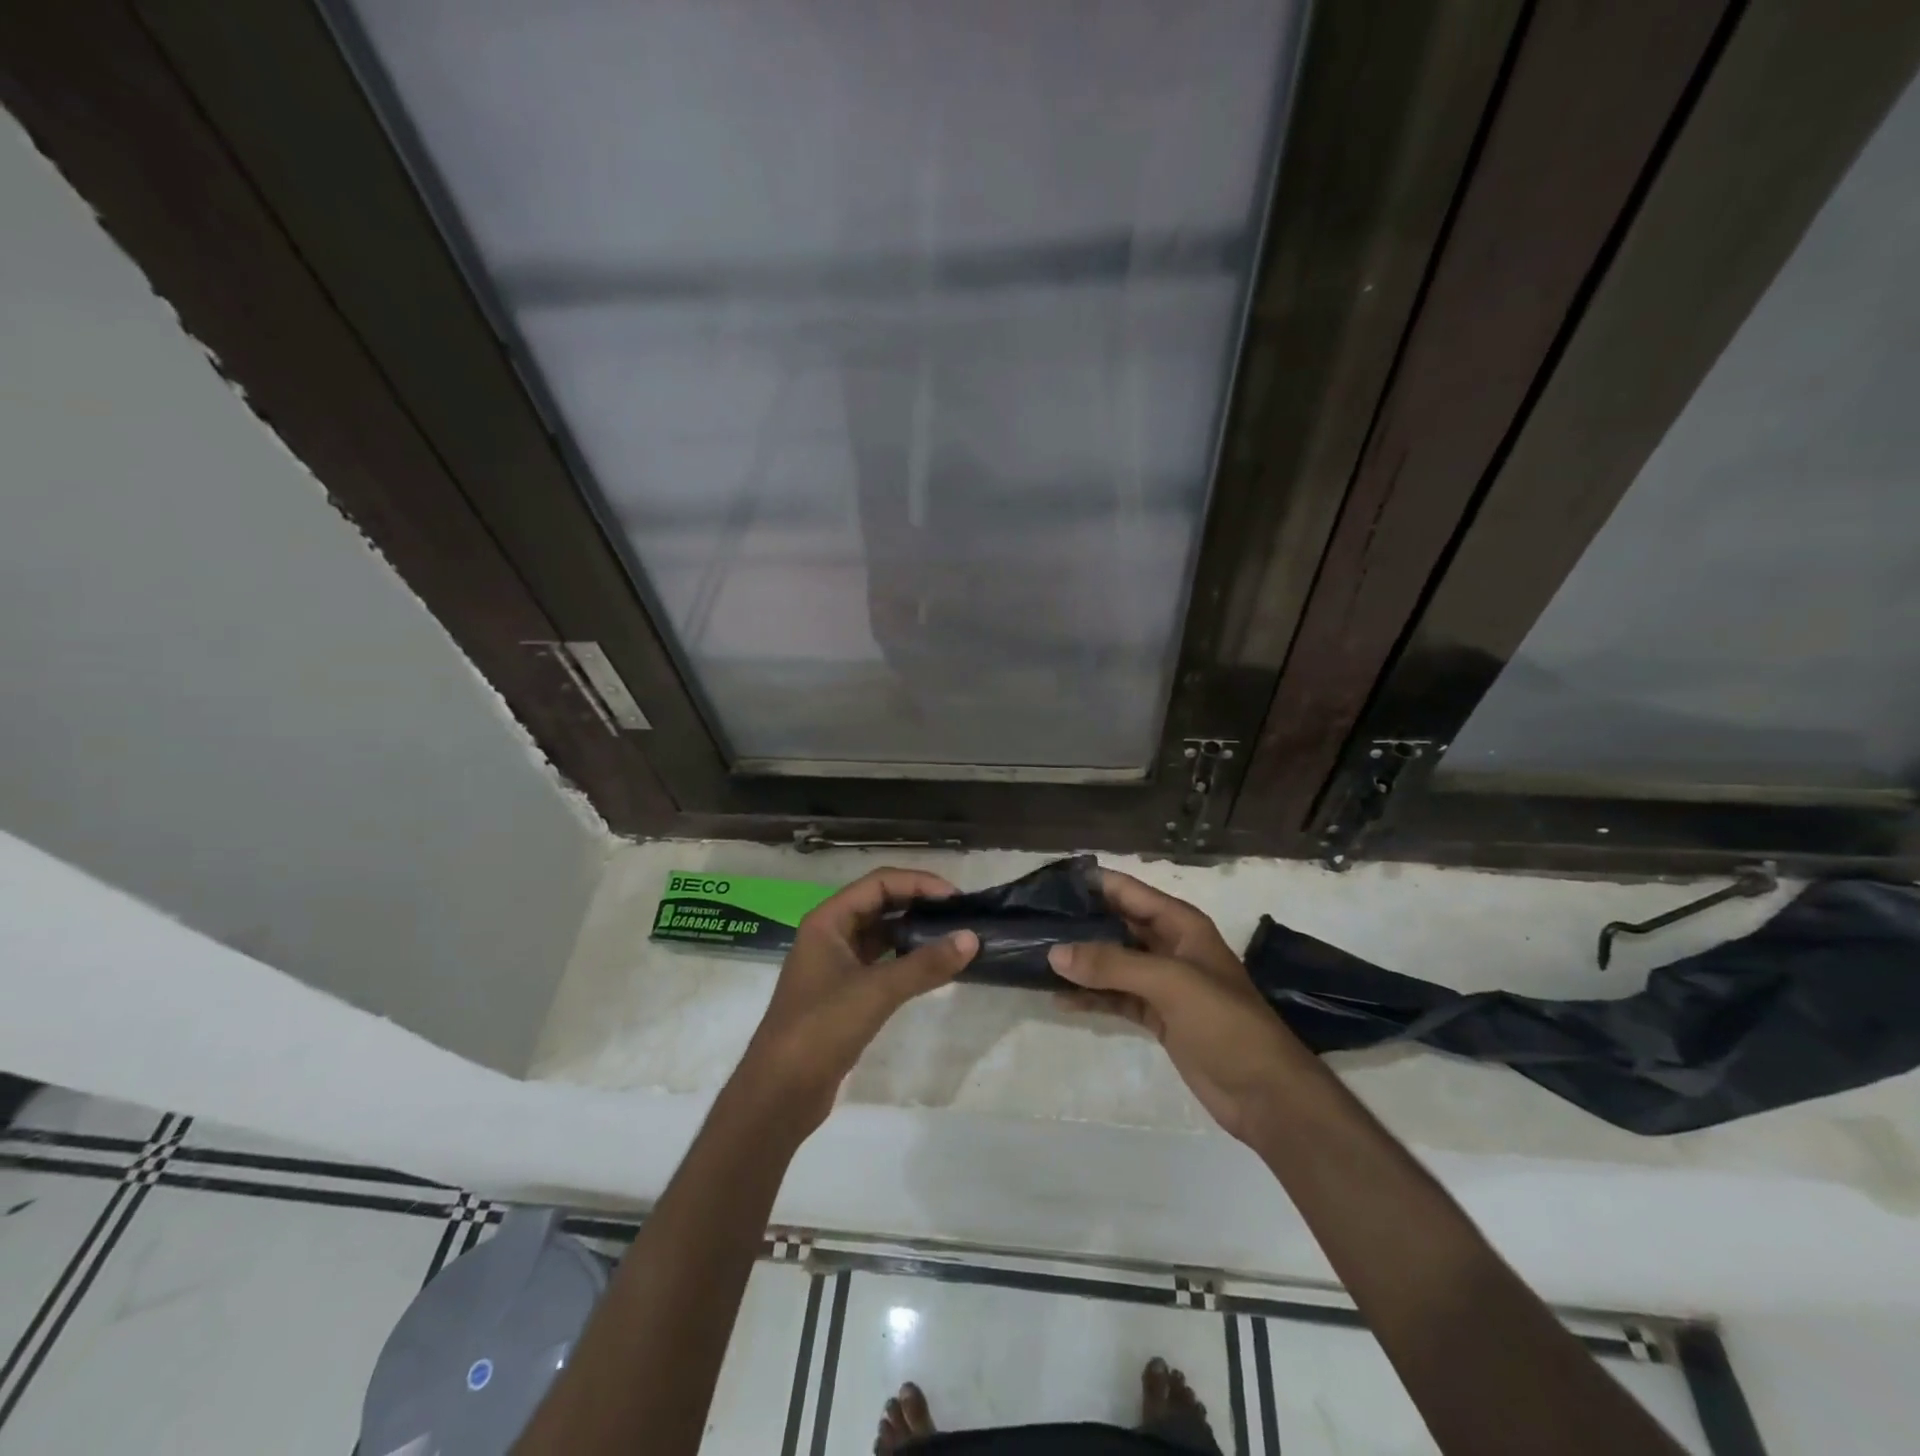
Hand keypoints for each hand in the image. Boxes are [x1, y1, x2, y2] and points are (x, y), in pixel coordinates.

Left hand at [732, 867, 977, 1135]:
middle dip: (918, 904)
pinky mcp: (843, 994)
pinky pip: (880, 963)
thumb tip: (971, 938)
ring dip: (913, 932)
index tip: (955, 898)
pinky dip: (905, 960)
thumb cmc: (821, 1028)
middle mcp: (829, 935)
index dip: (918, 883)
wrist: (779, 1093)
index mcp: (827, 920)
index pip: (879, 882)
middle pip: (879, 904)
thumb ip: (925, 963)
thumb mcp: (876, 991)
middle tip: (959, 915)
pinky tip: (932, 968)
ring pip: (881, 935)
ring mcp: (835, 966)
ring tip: (952, 937)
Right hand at [1049, 869, 1304, 1142]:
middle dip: (1079, 922)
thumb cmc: (1224, 1023)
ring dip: (1081, 961)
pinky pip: (1116, 996)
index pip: (1128, 891)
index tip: (1048, 882)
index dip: (1092, 883)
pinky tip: (1059, 997)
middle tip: (1031, 920)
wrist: (1266, 1093)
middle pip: (1117, 924)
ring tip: (1034, 957)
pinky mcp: (1158, 1016)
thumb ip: (1112, 964)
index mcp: (1180, 924)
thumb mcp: (1170, 983)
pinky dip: (1091, 996)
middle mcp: (1169, 946)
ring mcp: (1163, 983)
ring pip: (1112, 962)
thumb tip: (1054, 952)